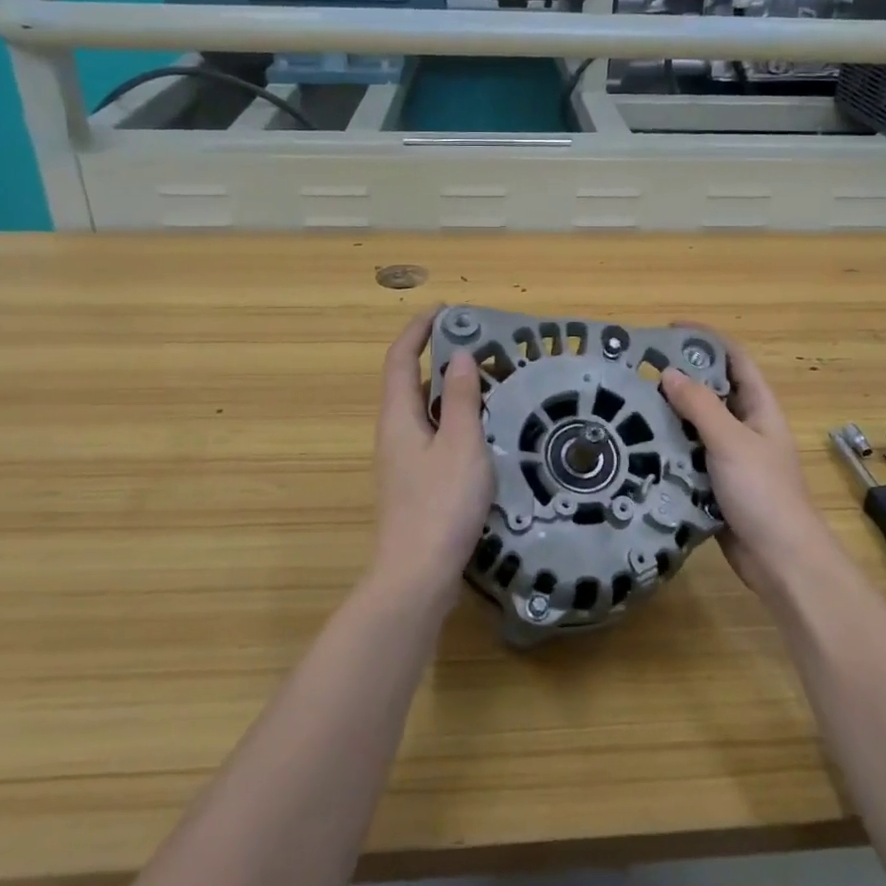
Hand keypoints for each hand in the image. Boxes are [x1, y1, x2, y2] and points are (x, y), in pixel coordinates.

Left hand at [370, 310, 495, 603]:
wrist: (417, 576)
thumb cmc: (440, 505)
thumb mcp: (460, 444)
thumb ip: (461, 398)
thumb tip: (461, 356)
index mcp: (398, 416)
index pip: (401, 358)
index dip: (418, 329)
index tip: (446, 310)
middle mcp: (394, 432)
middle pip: (410, 381)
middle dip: (439, 356)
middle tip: (481, 346)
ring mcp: (403, 459)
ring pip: (425, 410)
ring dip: (450, 390)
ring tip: (490, 381)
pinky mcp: (416, 482)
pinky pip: (434, 434)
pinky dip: (455, 419)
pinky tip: (484, 430)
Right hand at [660, 337, 836, 597]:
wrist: (780, 559)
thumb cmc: (763, 491)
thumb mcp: (730, 441)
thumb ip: (699, 406)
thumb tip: (668, 373)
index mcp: (759, 407)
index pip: (734, 359)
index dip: (706, 339)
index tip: (668, 330)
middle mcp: (745, 426)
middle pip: (711, 390)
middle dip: (679, 377)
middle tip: (638, 370)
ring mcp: (730, 456)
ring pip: (696, 424)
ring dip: (669, 414)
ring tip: (629, 403)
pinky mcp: (715, 483)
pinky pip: (688, 455)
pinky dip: (668, 448)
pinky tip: (639, 445)